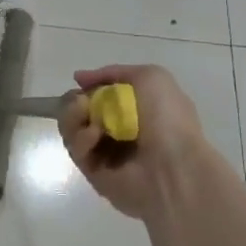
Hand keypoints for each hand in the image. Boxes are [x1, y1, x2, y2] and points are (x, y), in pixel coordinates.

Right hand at [60, 64, 211, 221]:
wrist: (174, 167)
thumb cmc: (168, 119)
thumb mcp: (151, 77)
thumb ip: (113, 72)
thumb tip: (80, 78)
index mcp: (135, 110)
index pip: (99, 95)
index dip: (89, 87)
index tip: (81, 82)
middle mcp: (118, 131)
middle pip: (79, 111)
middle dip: (74, 101)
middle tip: (81, 101)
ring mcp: (104, 153)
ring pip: (72, 129)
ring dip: (73, 116)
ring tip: (84, 113)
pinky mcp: (93, 173)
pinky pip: (77, 150)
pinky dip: (82, 138)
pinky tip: (95, 136)